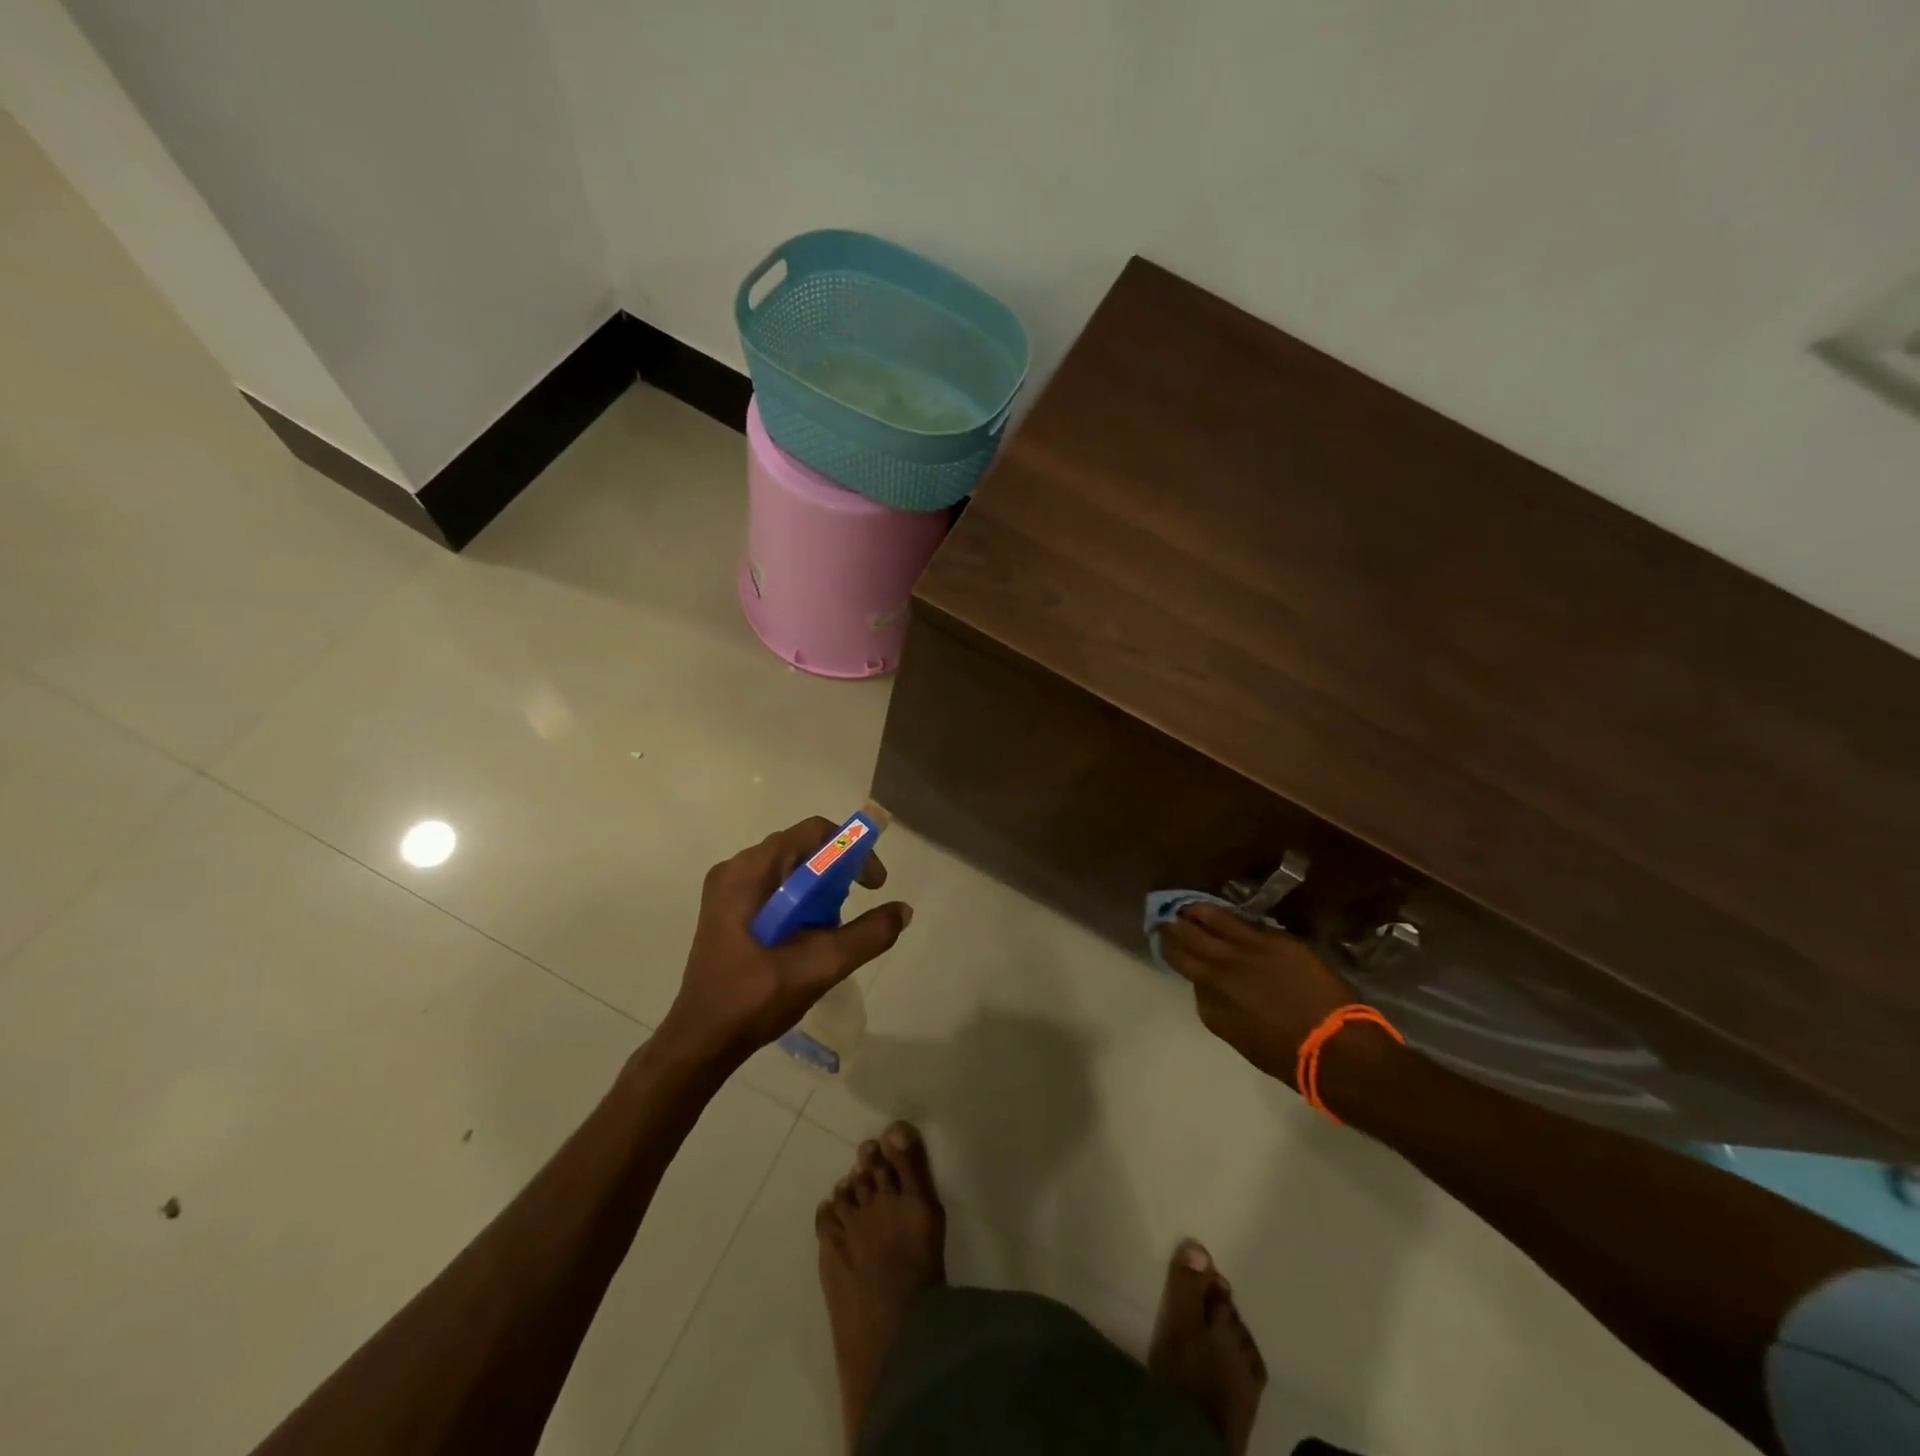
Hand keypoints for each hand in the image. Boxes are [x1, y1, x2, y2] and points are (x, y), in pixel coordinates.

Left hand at [655, 817, 911, 1068]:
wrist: (702, 1042)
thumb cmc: (755, 999)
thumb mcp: (819, 966)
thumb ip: (867, 935)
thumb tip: (903, 910)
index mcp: (749, 872)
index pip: (813, 832)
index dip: (852, 851)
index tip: (873, 885)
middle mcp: (735, 870)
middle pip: (801, 848)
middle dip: (837, 874)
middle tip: (853, 911)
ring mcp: (727, 890)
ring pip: (790, 870)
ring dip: (820, 891)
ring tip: (831, 930)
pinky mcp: (726, 911)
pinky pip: (775, 889)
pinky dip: (800, 902)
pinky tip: (807, 938)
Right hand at [1158, 904, 1382, 1087]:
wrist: (1334, 1047)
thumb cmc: (1288, 1056)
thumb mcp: (1239, 1037)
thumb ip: (1218, 1008)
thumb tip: (1210, 989)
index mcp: (1210, 1002)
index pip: (1183, 969)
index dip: (1173, 954)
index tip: (1169, 946)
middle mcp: (1219, 971)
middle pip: (1187, 941)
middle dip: (1172, 930)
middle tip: (1164, 920)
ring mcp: (1245, 951)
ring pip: (1209, 921)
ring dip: (1194, 912)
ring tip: (1186, 907)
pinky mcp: (1271, 939)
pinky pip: (1240, 920)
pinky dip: (1222, 913)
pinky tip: (1217, 909)